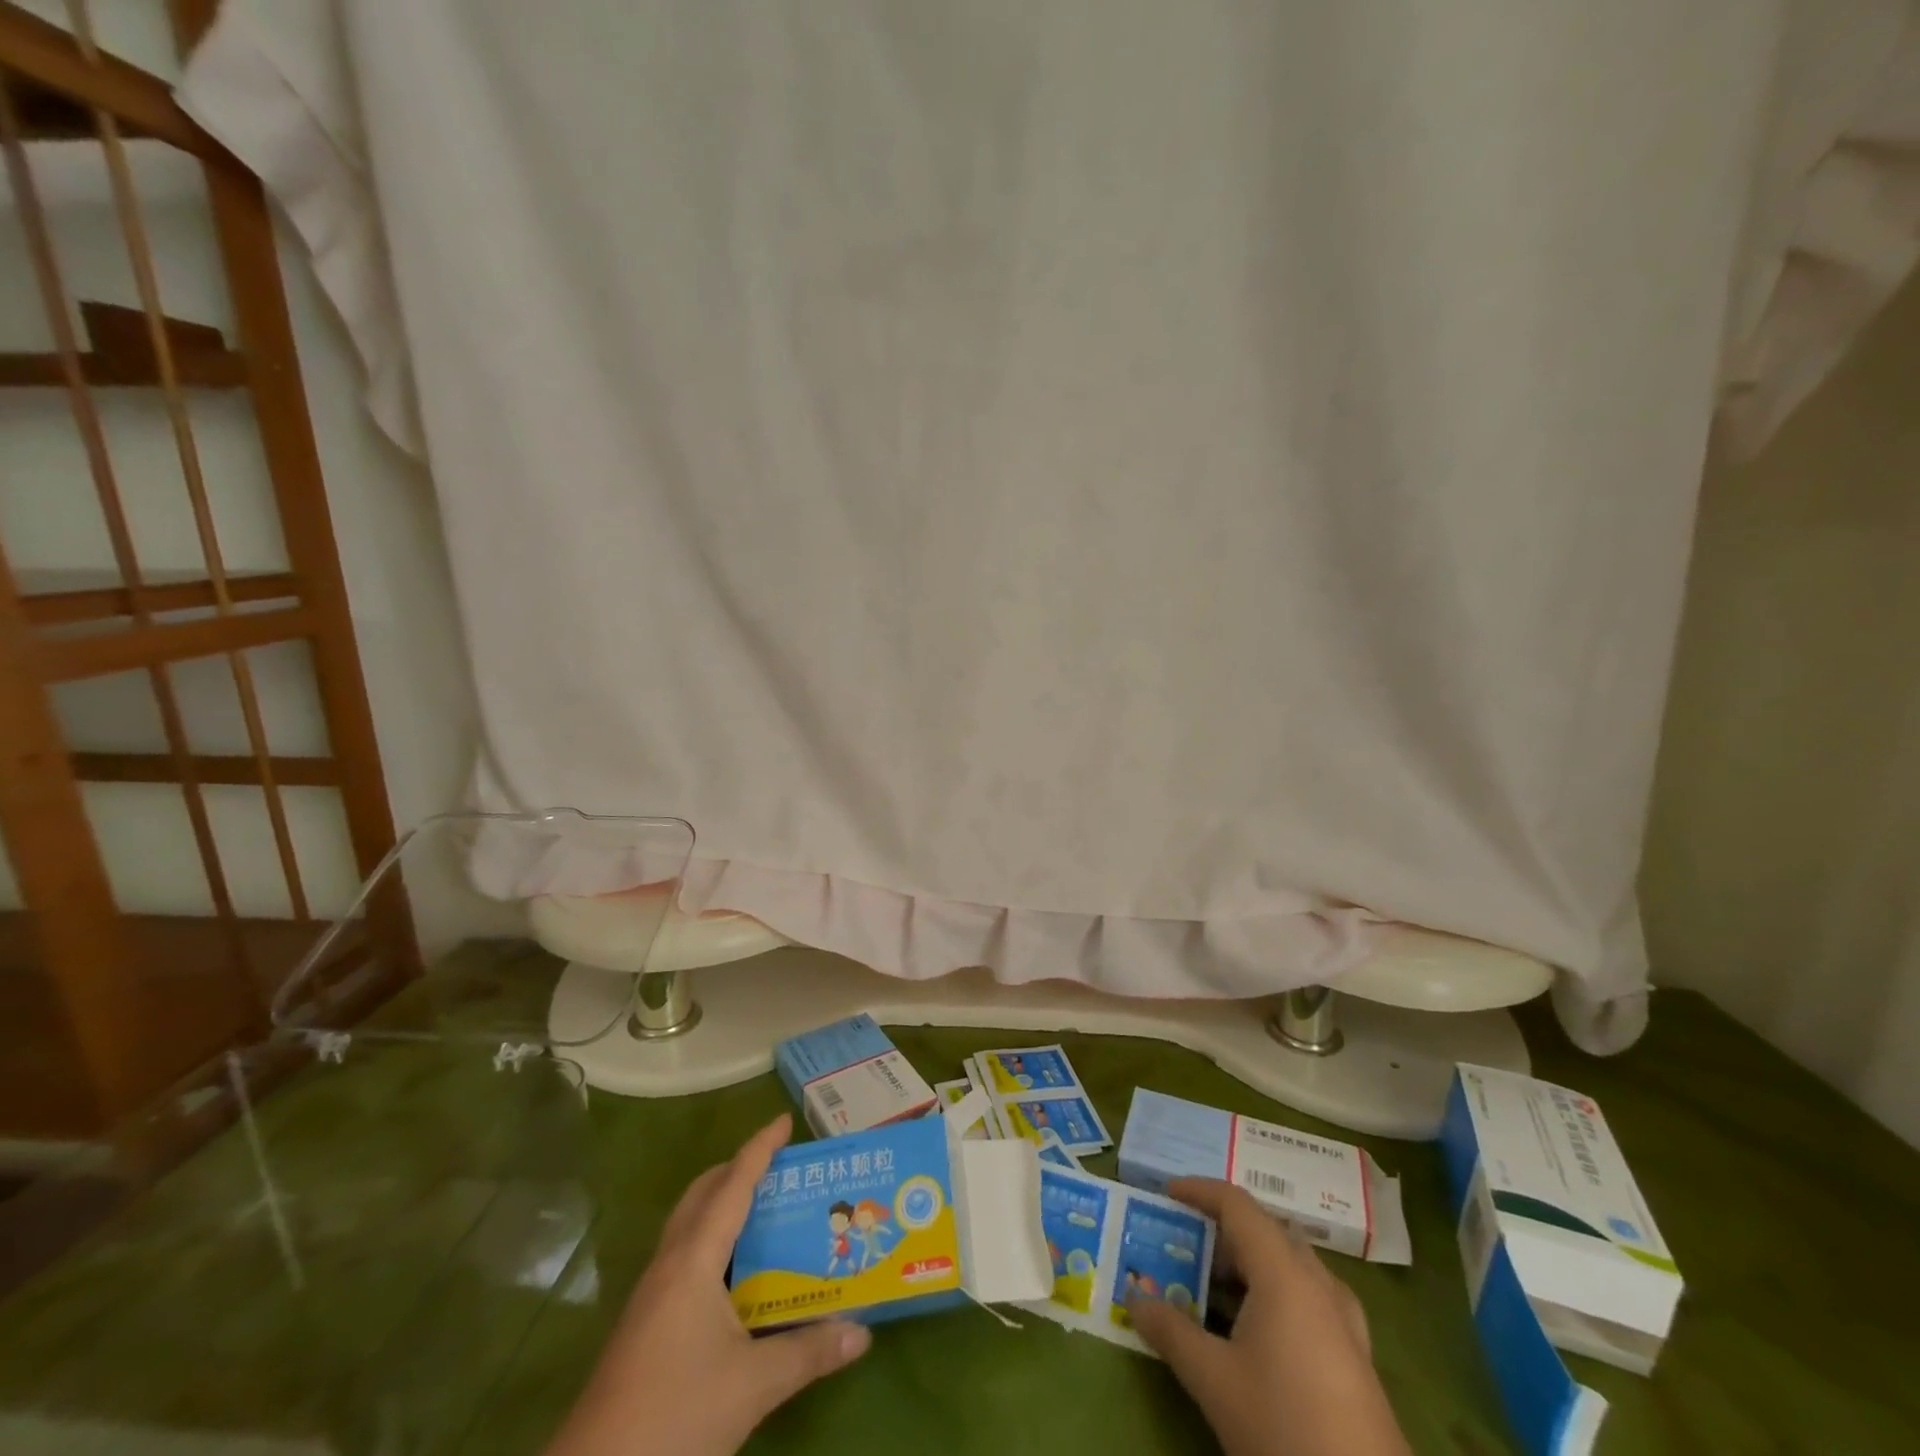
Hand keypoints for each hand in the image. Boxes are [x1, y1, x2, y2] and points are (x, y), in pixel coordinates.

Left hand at [547, 1115, 870, 1455]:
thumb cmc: (674, 1418)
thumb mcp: (752, 1386)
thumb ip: (808, 1353)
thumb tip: (862, 1333)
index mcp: (694, 1260)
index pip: (732, 1185)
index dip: (759, 1149)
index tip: (785, 1121)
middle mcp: (670, 1265)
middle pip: (703, 1195)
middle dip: (738, 1171)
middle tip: (780, 1169)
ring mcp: (652, 1295)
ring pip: (690, 1226)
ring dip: (723, 1206)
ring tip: (767, 1213)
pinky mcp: (645, 1325)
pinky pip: (685, 1258)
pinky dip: (714, 1243)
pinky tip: (738, 1277)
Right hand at [1128, 1180, 1409, 1455]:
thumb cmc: (1283, 1424)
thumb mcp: (1214, 1380)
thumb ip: (1171, 1331)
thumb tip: (1134, 1297)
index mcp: (1283, 1273)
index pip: (1238, 1205)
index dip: (1200, 1191)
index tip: (1167, 1193)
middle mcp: (1317, 1282)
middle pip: (1265, 1231)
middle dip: (1222, 1231)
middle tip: (1185, 1247)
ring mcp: (1343, 1319)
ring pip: (1290, 1264)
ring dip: (1250, 1263)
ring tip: (1215, 1287)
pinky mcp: (1356, 1355)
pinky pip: (1309, 1296)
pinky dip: (1276, 1292)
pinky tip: (1262, 1329)